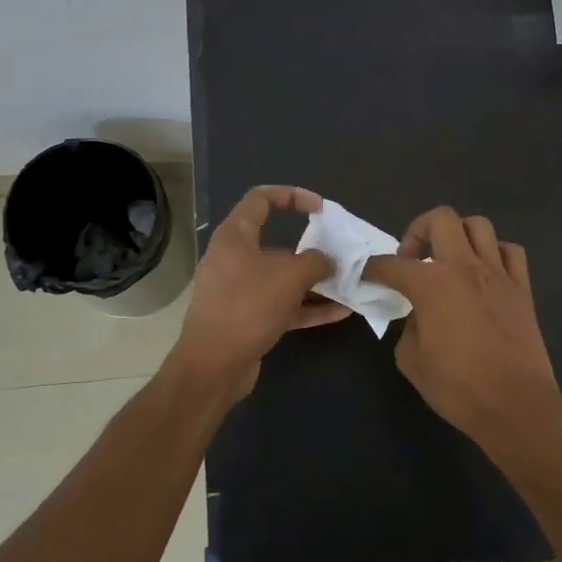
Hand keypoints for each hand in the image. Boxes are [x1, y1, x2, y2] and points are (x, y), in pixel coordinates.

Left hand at [168, 186, 351, 402]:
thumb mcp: (290, 276)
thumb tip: (328, 262)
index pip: (261, 198)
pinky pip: (283, 305)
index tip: (320, 209)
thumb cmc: (248, 307)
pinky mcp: (247, 319)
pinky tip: (340, 313)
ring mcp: (240, 291)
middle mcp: (235, 259)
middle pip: (277, 242)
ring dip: (314, 282)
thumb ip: (317, 262)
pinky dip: (308, 307)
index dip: (292, 195)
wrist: (213, 366)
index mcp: (235, 236)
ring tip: (347, 285)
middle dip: (312, 249)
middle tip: (339, 254)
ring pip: (282, 278)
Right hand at [363, 208, 561, 458]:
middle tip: (412, 259)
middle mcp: (464, 266)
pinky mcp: (522, 287)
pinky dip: (494, 254)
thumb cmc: (457, 387)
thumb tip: (418, 314)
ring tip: (449, 261)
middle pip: (440, 218)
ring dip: (457, 235)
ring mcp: (498, 273)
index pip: (392, 264)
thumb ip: (408, 326)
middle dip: (418, 231)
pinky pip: (509, 251)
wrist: (516, 405)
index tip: (367, 275)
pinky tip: (484, 273)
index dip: (373, 268)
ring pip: (478, 225)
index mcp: (431, 284)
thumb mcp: (412, 360)